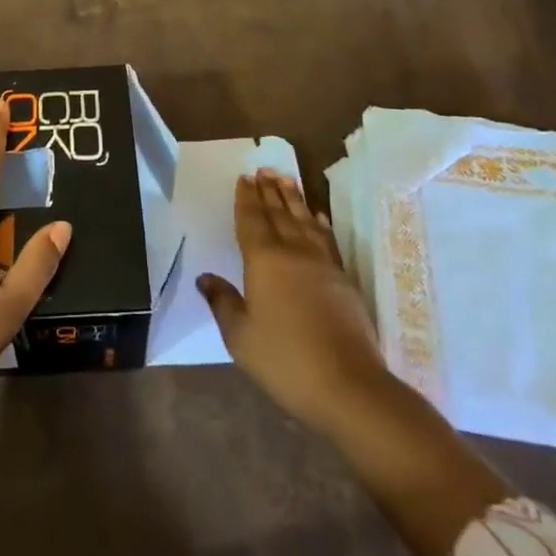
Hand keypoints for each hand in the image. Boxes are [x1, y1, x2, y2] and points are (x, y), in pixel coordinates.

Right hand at [198, 169, 391, 437]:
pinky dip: (320, 223)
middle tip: (263, 169)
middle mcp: (293, 252)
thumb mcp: (241, 338)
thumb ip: (223, 303)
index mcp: (264, 260)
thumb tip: (205, 278)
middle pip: (279, 214)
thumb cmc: (286, 361)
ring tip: (286, 179)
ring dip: (293, 199)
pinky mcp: (343, 279)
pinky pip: (327, 239)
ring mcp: (322, 264)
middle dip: (269, 191)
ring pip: (304, 220)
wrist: (349, 386)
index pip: (252, 220)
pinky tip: (317, 216)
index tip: (244, 178)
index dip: (247, 199)